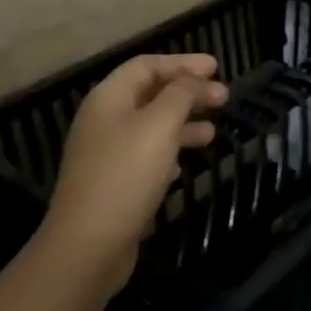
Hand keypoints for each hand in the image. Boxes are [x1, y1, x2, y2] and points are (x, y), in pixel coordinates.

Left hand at [38, 53, 228, 295]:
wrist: (87, 247)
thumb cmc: (126, 175)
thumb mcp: (160, 125)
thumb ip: (181, 94)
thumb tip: (194, 80)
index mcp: (108, 98)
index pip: (147, 65)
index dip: (182, 62)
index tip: (216, 68)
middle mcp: (103, 121)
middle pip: (150, 94)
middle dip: (188, 93)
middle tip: (223, 97)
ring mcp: (105, 154)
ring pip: (151, 126)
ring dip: (183, 124)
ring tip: (212, 133)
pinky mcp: (112, 184)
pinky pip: (145, 156)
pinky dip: (168, 153)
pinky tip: (183, 167)